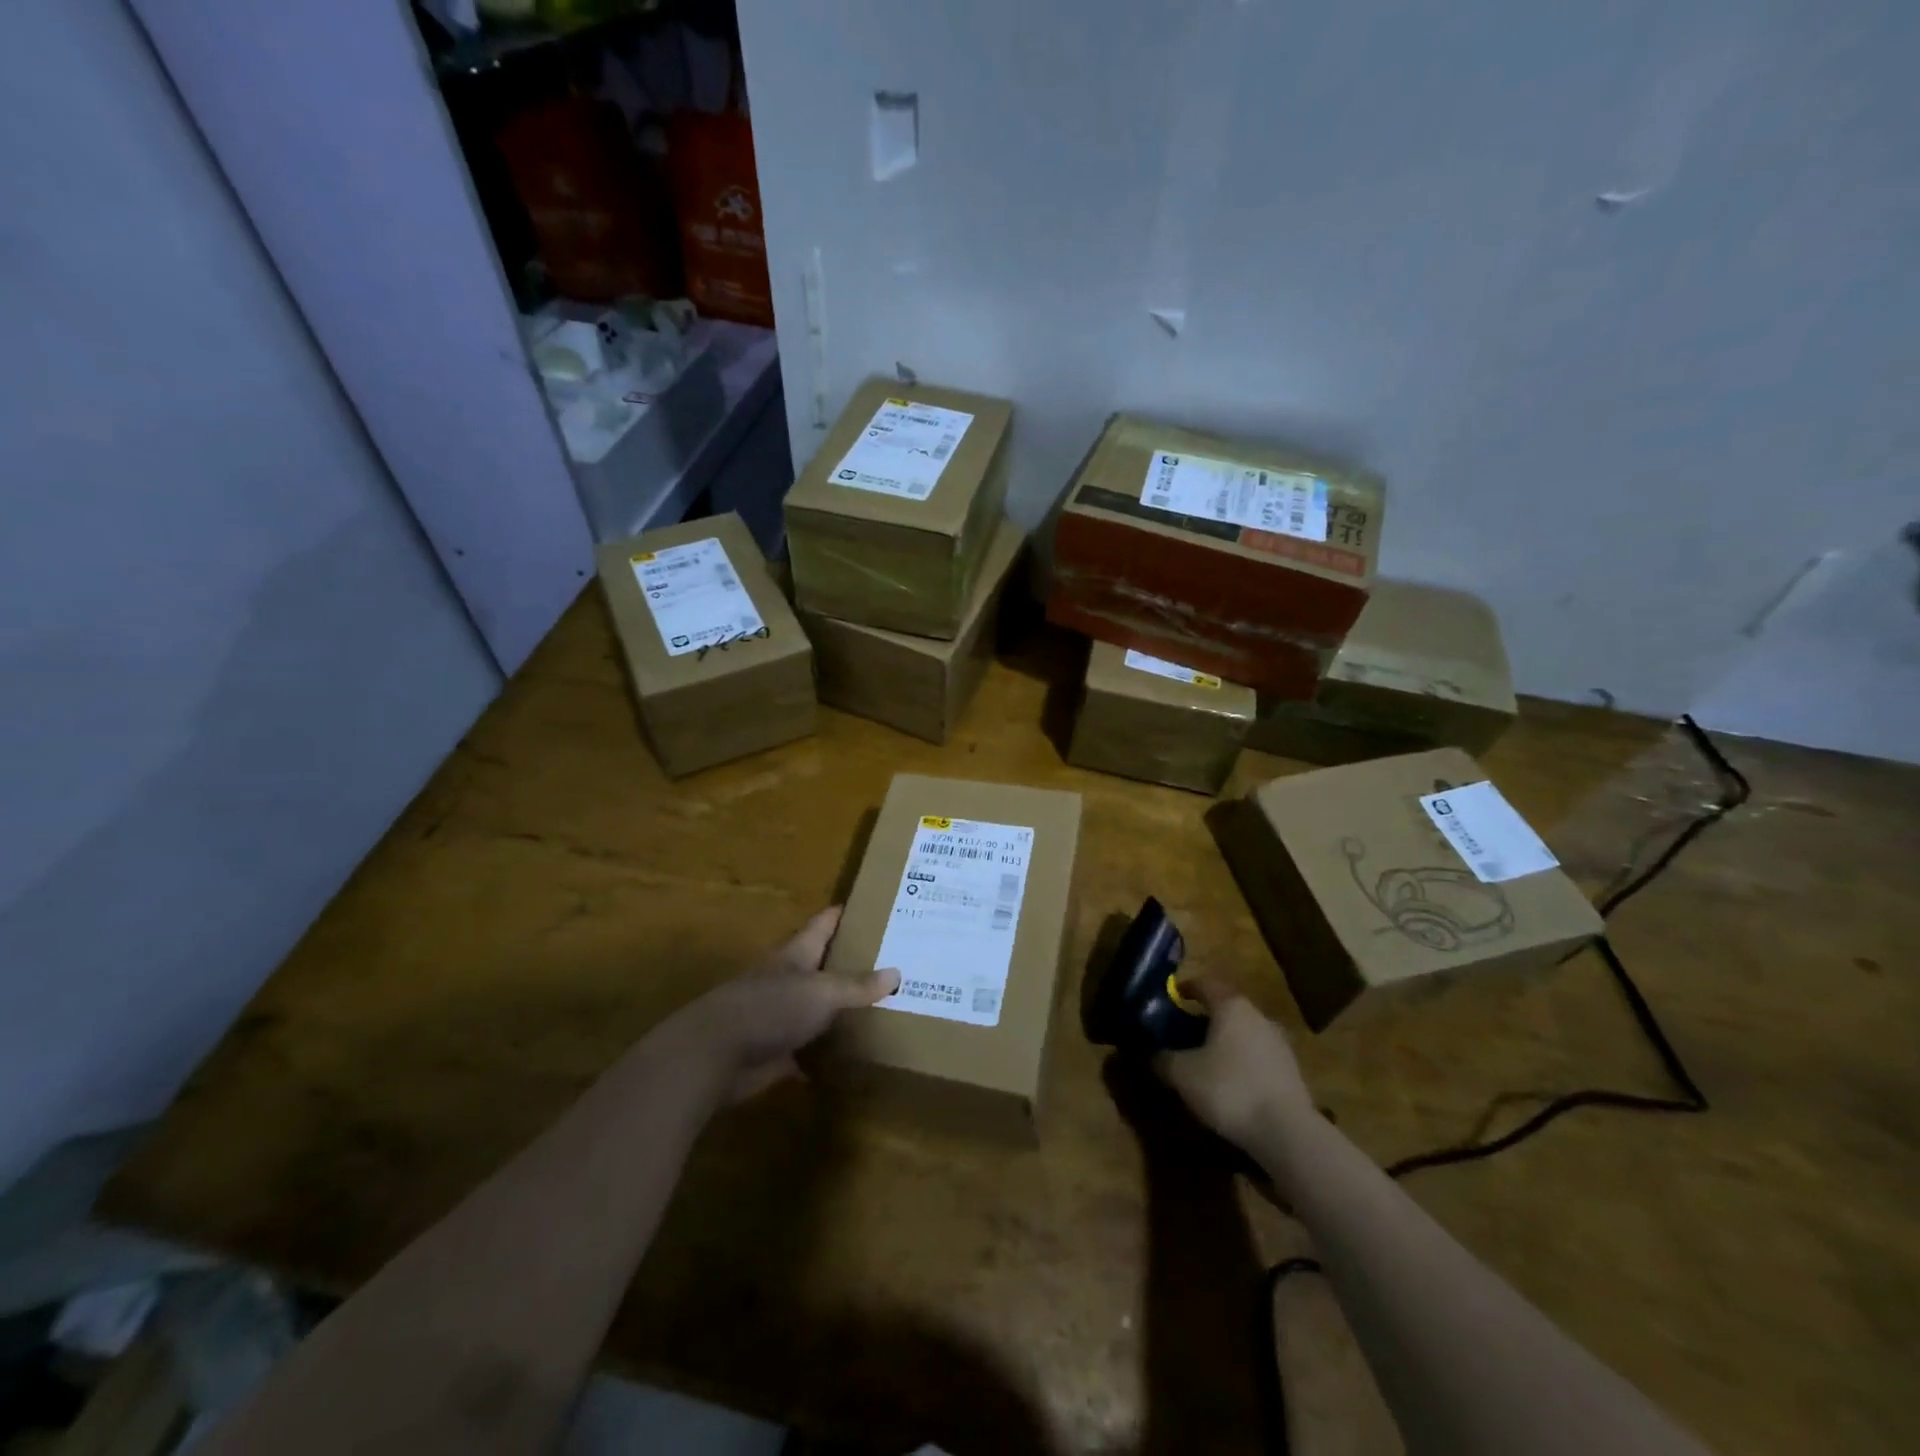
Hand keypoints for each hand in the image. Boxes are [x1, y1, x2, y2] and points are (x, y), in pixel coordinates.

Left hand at [669, 908, 898, 1103]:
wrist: (717, 1054)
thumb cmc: (771, 1008)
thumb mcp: (821, 992)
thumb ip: (857, 985)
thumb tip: (896, 973)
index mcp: (796, 955)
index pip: (823, 924)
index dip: (843, 914)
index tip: (870, 905)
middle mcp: (787, 980)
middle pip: (821, 965)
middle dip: (851, 963)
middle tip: (891, 961)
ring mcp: (779, 1016)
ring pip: (816, 1007)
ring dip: (839, 1010)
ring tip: (880, 1008)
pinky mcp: (775, 1051)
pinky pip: (808, 1049)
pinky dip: (825, 1053)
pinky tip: (850, 1058)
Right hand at [1154, 978, 1314, 1154]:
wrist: (1287, 1133)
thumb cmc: (1229, 1088)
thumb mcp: (1182, 1074)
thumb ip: (1163, 1059)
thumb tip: (1153, 1054)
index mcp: (1231, 1006)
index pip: (1205, 984)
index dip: (1186, 987)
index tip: (1172, 996)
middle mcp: (1258, 1016)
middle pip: (1227, 1009)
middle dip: (1204, 1018)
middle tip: (1183, 1034)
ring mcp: (1279, 1044)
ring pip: (1244, 1034)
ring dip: (1225, 1043)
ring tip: (1206, 1063)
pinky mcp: (1291, 1072)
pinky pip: (1258, 1058)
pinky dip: (1242, 1064)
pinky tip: (1231, 1086)